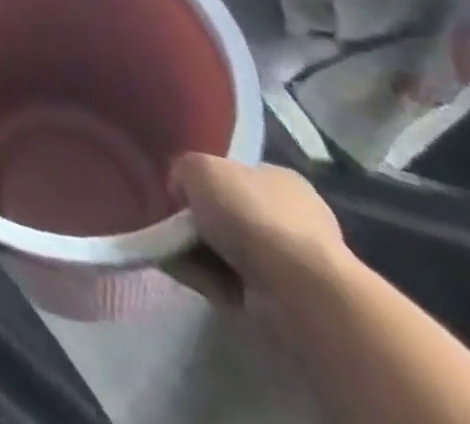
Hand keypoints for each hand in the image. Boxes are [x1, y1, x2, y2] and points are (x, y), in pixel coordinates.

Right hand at [171, 154, 348, 308]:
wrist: (298, 293)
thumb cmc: (252, 214)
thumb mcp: (198, 167)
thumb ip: (183, 172)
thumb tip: (183, 194)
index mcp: (282, 180)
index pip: (236, 175)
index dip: (204, 182)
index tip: (180, 194)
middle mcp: (293, 219)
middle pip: (228, 215)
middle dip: (198, 222)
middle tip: (171, 225)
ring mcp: (293, 265)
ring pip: (226, 251)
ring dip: (197, 252)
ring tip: (174, 252)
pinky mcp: (286, 303)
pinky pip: (231, 283)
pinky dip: (207, 279)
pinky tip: (190, 275)